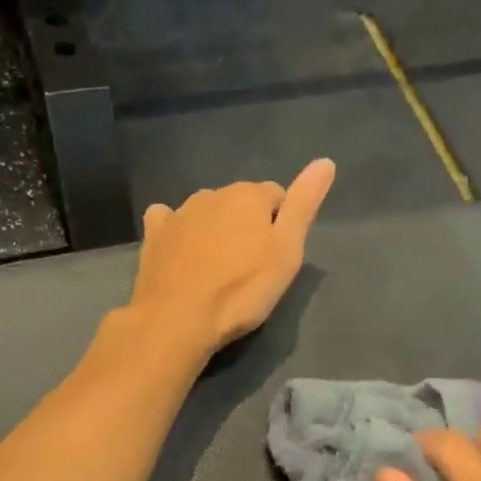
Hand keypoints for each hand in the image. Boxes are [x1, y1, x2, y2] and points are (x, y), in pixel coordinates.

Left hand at [129, 159, 336, 354]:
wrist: (177, 319)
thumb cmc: (242, 290)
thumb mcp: (287, 251)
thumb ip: (304, 205)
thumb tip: (325, 161)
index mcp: (248, 196)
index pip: (277, 196)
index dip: (281, 225)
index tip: (277, 256)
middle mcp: (212, 193)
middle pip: (240, 203)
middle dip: (247, 225)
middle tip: (250, 267)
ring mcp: (179, 212)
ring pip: (207, 211)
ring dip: (215, 229)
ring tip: (217, 267)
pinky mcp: (154, 234)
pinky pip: (169, 220)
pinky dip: (177, 230)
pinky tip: (179, 252)